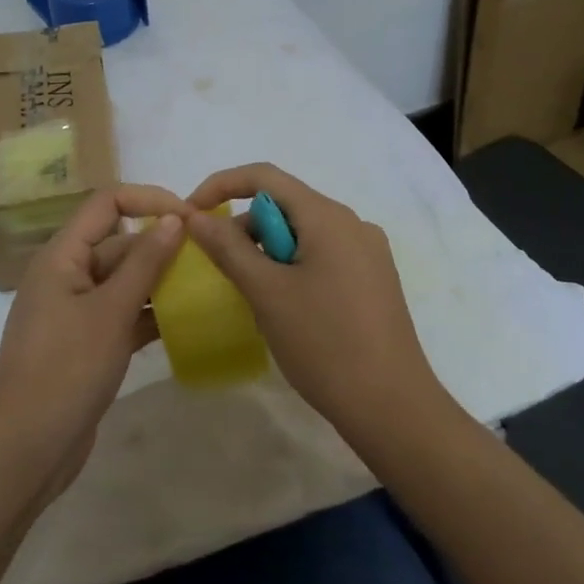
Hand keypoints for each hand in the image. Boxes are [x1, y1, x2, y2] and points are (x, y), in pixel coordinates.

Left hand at [0, 184, 190, 503]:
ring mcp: (76, 311)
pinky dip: (150, 314)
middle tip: (212, 258)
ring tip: (208, 285)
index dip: (149, 200)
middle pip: (119, 242)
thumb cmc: (65, 370)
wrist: (25, 450)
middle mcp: (67, 275)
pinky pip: (123, 314)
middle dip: (162, 245)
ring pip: (124, 280)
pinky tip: (187, 321)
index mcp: (62, 256)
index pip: (107, 203)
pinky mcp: (87, 343)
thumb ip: (144, 263)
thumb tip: (175, 218)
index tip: (192, 218)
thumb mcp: (110, 312)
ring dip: (160, 281)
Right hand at [185, 163, 438, 438]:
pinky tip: (286, 307)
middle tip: (221, 269)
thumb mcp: (266, 292)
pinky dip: (292, 267)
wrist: (393, 408)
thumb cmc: (324, 343)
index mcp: (328, 216)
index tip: (191, 215)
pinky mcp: (373, 280)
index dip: (221, 185)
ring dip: (268, 252)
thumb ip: (227, 247)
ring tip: (255, 296)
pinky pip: (321, 255)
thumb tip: (196, 216)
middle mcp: (352, 223)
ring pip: (302, 233)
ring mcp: (367, 252)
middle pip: (284, 205)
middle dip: (245, 228)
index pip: (264, 176)